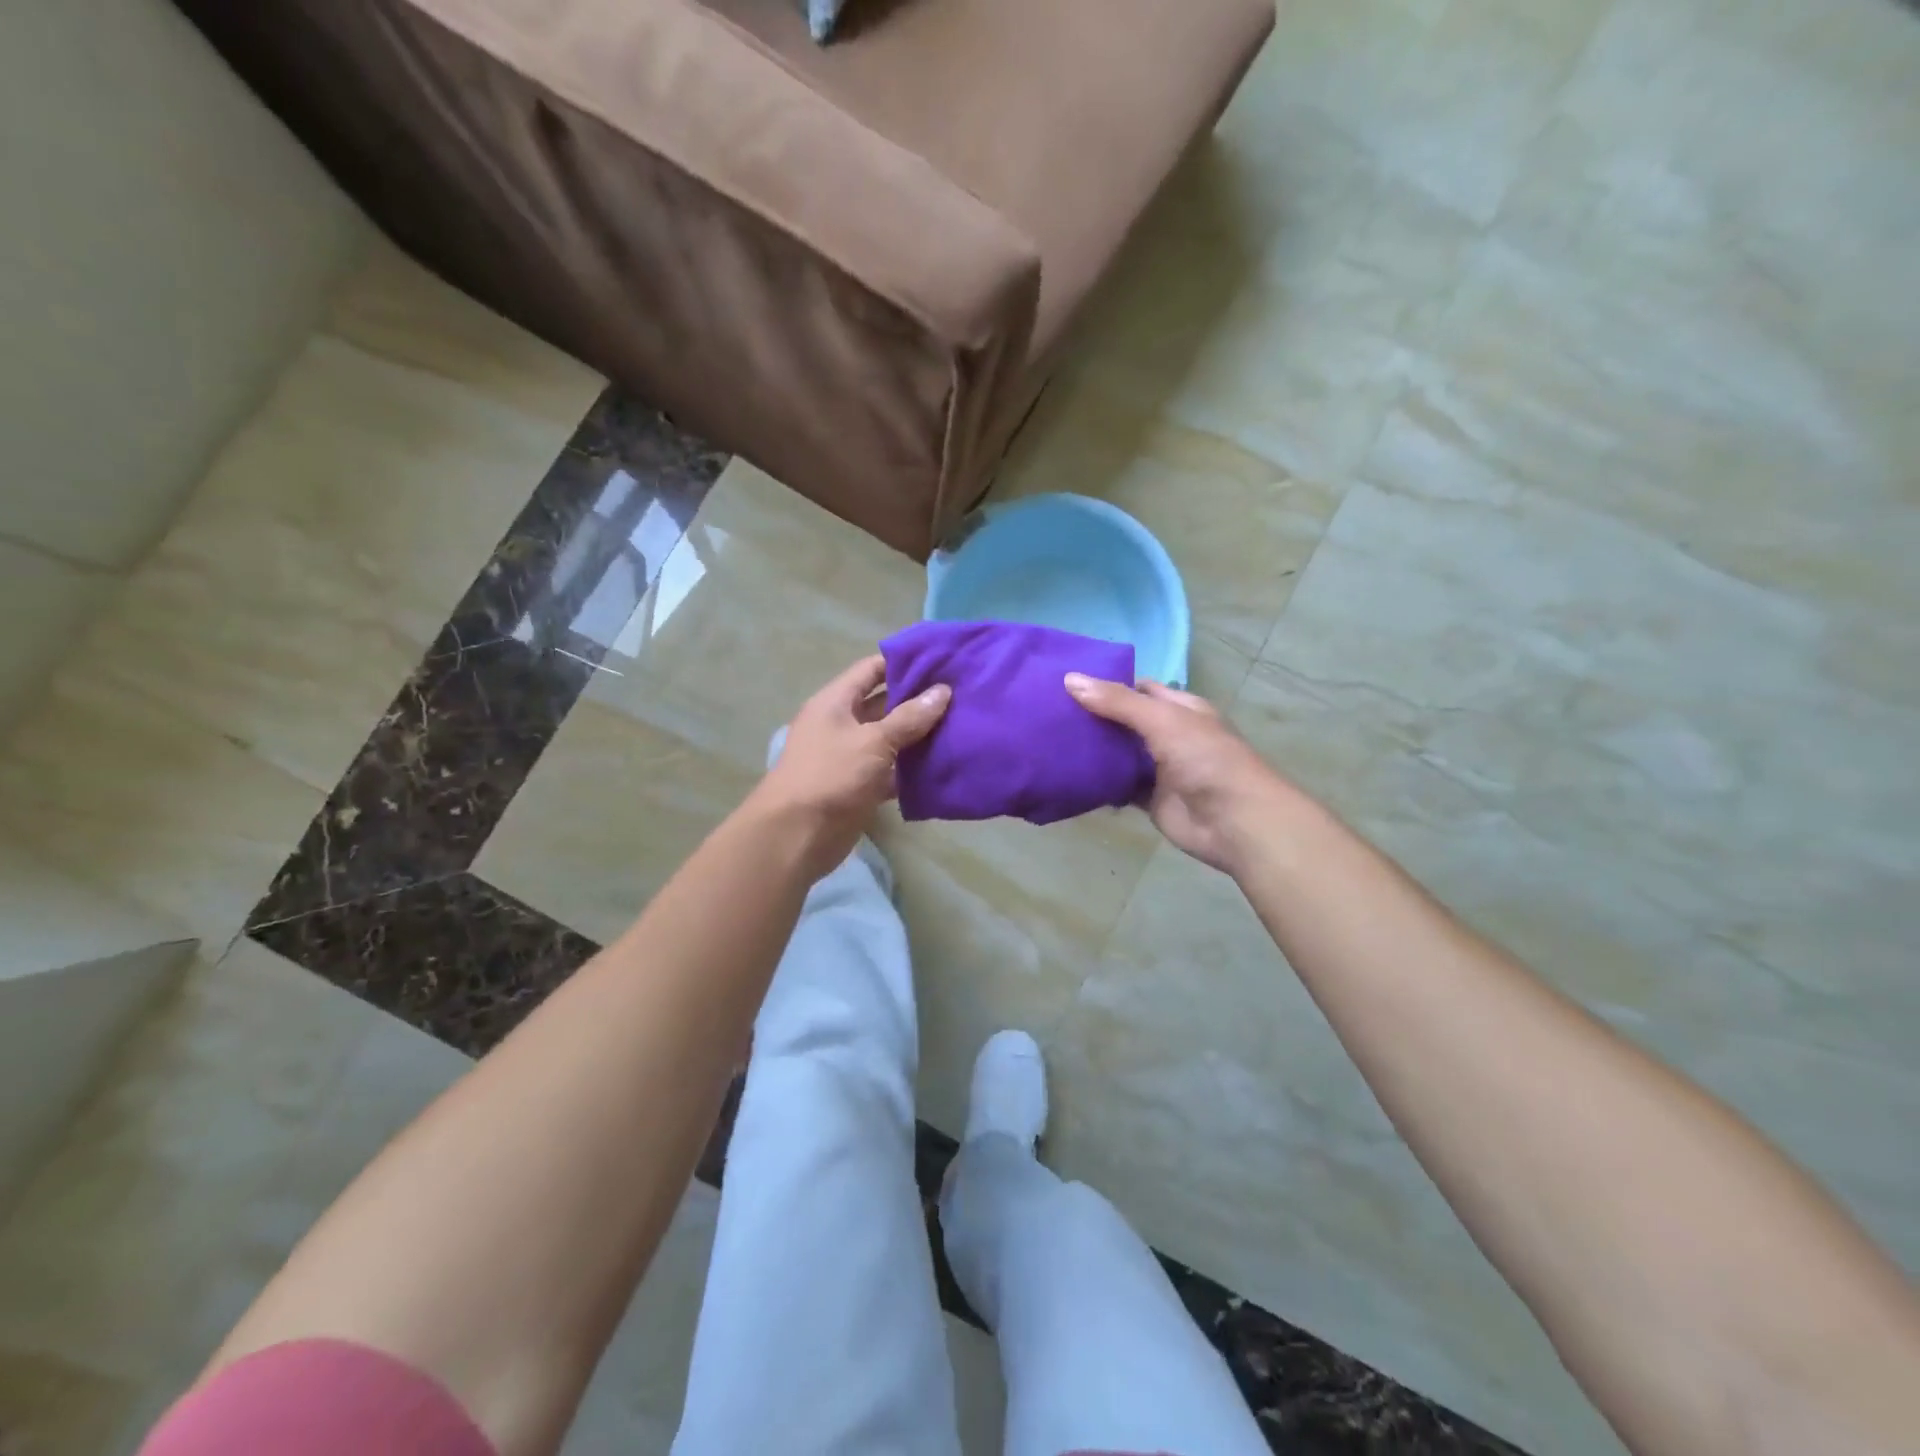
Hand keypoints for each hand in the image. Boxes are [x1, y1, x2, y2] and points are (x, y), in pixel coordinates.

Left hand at [753, 655, 950, 876]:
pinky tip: (945, 764)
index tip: (941, 658)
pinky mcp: (861, 786)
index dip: (904, 661)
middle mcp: (842, 724)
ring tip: (962, 724)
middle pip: (884, 703)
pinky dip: (914, 769)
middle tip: (961, 693)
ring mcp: (851, 756)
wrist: (797, 835)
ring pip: (891, 738)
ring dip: (920, 735)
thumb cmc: (831, 776)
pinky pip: (892, 770)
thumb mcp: (873, 741)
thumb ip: (909, 718)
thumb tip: (943, 691)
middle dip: (919, 699)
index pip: (872, 669)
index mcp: (836, 702)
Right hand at [1065, 675, 1290, 874]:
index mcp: (1179, 709)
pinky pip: (1117, 787)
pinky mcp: (1149, 799)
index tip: (1066, 682)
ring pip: (1118, 755)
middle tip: (1048, 711)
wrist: (1234, 822)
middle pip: (1123, 721)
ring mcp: (1159, 769)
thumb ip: (1117, 702)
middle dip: (1092, 717)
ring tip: (1048, 740)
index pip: (1138, 688)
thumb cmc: (1205, 759)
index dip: (1106, 683)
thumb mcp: (1162, 720)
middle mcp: (1169, 735)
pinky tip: (1067, 776)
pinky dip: (1097, 783)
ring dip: (1092, 750)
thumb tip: (1069, 679)